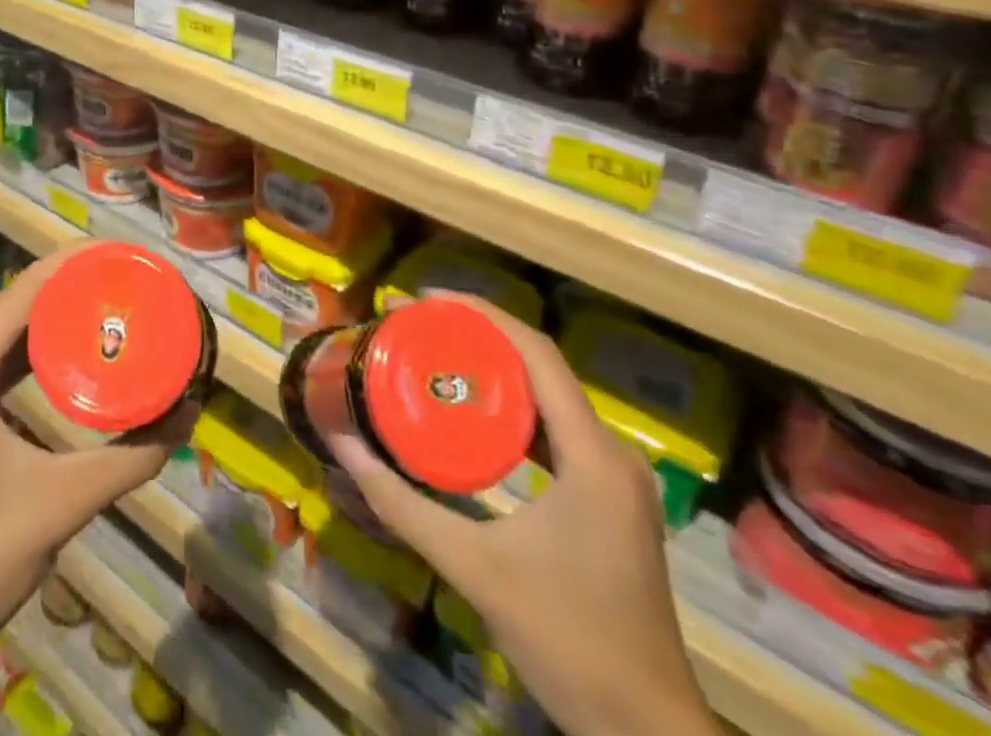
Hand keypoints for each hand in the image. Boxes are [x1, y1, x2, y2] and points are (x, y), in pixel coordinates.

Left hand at [0, 243, 192, 735]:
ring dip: (51, 322)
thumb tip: (188, 417)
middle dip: (71, 291)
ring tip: (107, 309)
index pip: (24, 291)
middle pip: (14, 308)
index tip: (121, 253)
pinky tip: (67, 357)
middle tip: (126, 285)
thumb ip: (131, 458)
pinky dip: (28, 354)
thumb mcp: (63, 502)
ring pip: (1, 336)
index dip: (74, 263)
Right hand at [324, 296, 714, 735]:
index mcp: (592, 455)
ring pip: (551, 396)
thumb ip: (401, 504)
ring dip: (497, 370)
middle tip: (419, 326)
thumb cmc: (564, 641)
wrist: (647, 733)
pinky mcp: (611, 499)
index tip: (425, 299)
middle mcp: (612, 453)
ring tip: (437, 355)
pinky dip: (514, 409)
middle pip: (542, 366)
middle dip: (479, 336)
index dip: (481, 314)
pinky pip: (557, 429)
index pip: (536, 353)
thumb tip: (343, 446)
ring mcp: (616, 477)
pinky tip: (473, 414)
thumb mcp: (472, 567)